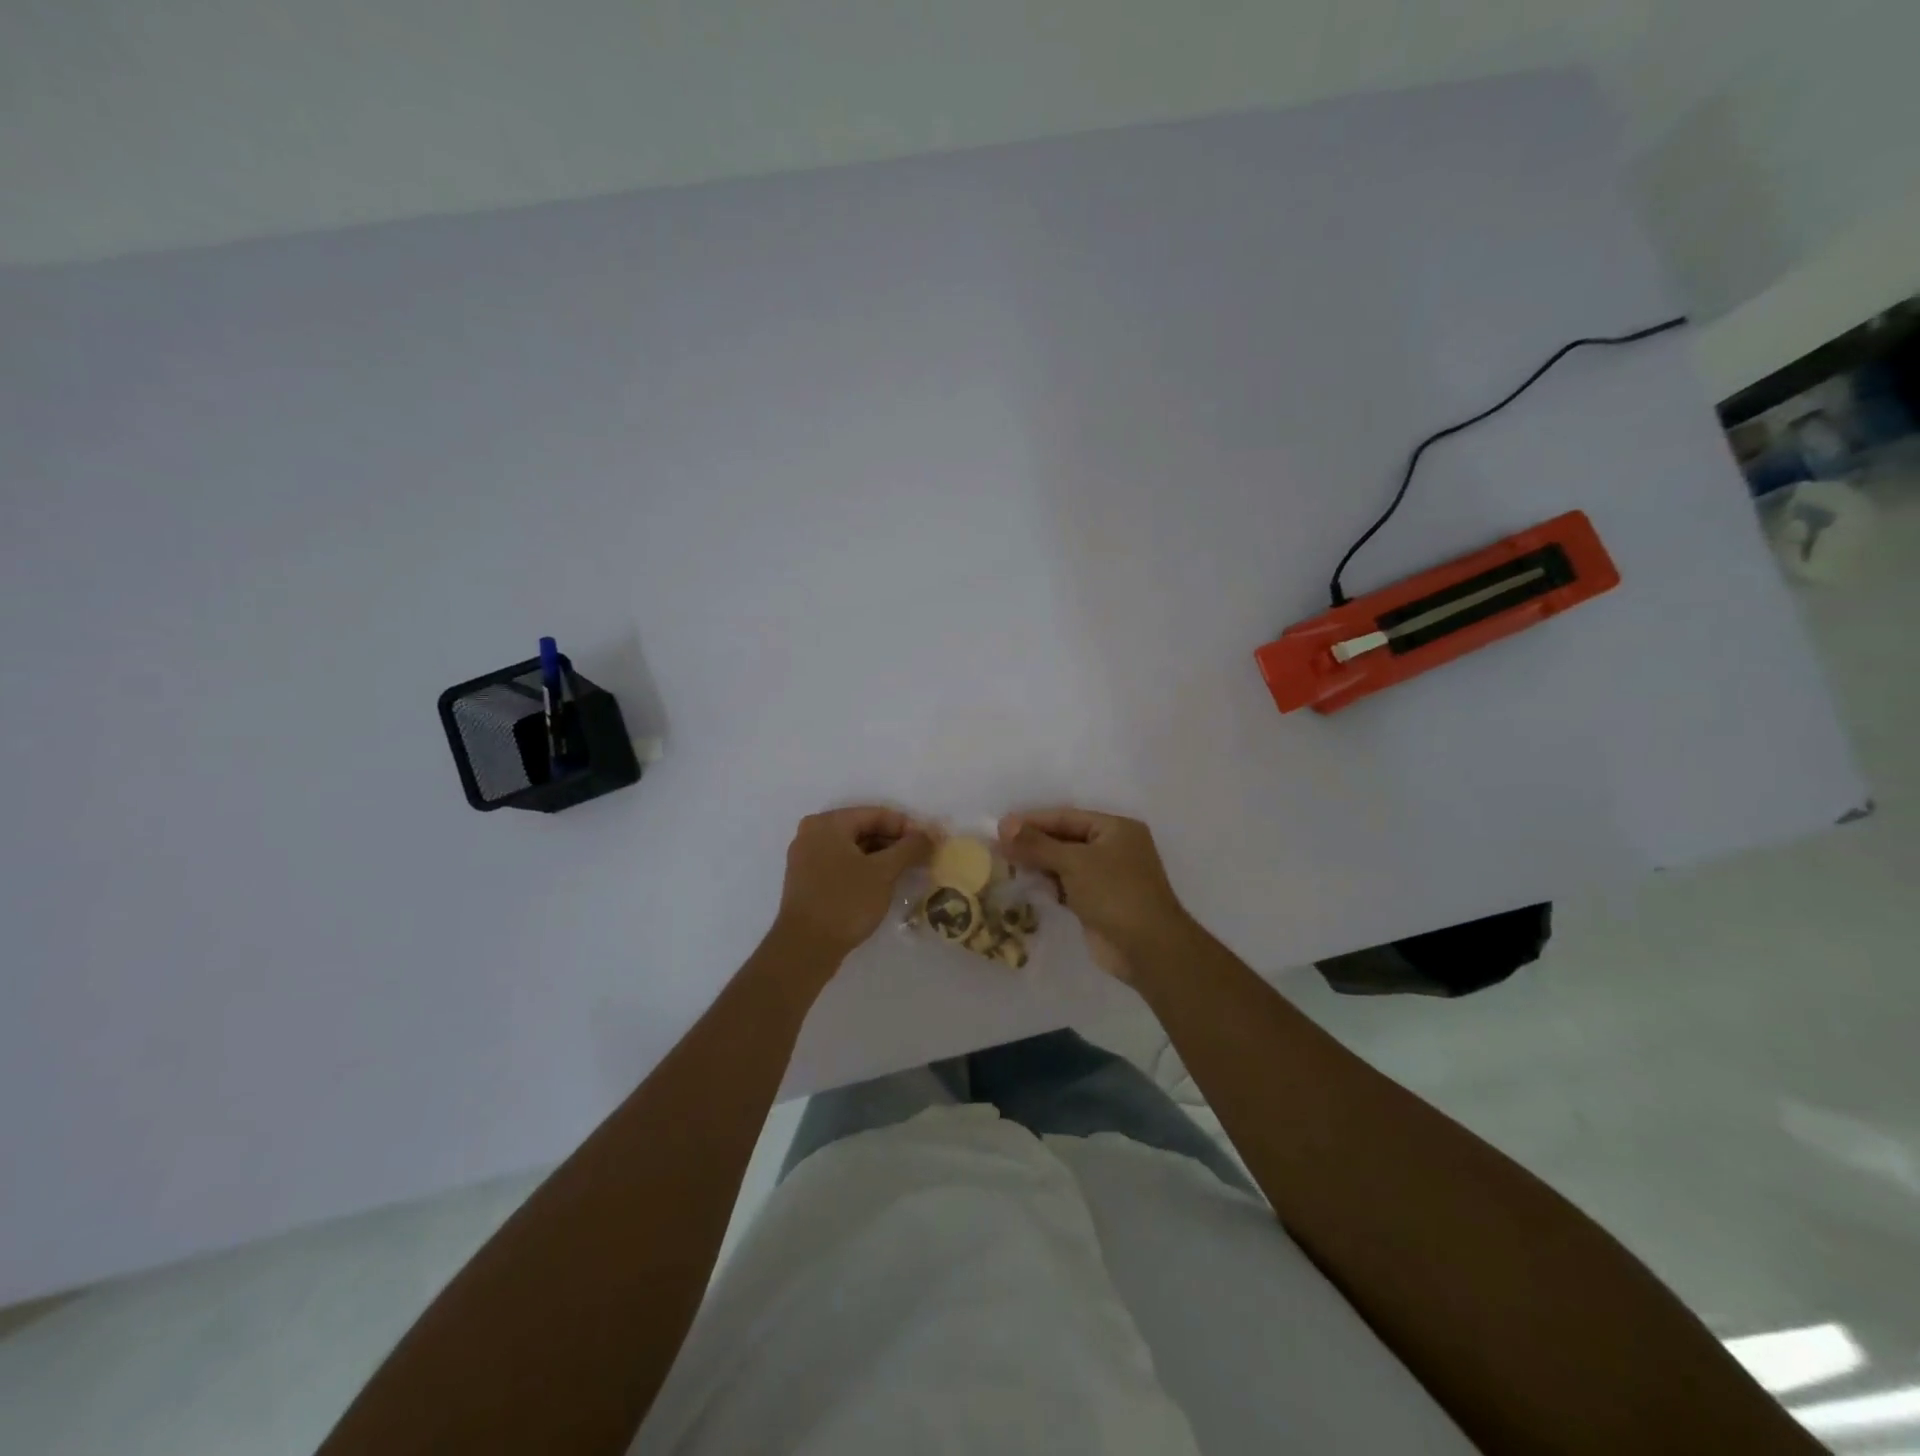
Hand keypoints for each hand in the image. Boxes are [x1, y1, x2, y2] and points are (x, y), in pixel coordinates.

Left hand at [774, 807, 931, 966]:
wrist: (805, 949)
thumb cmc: (845, 902)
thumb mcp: (883, 873)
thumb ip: (909, 848)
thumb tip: (930, 833)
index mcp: (828, 823)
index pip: (876, 814)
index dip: (907, 827)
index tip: (930, 842)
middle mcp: (812, 833)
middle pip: (864, 829)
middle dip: (894, 843)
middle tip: (922, 858)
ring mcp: (806, 857)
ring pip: (853, 848)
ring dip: (881, 857)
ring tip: (908, 871)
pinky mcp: (807, 880)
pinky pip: (842, 864)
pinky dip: (864, 869)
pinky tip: (884, 883)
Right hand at [998, 808, 1193, 982]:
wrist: (1148, 948)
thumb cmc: (1115, 893)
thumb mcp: (1074, 862)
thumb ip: (1037, 844)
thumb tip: (1004, 825)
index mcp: (1115, 828)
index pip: (1066, 817)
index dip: (1033, 821)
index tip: (1000, 826)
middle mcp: (1113, 848)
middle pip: (1065, 839)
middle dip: (1033, 844)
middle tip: (997, 847)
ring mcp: (1107, 876)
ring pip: (1065, 863)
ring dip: (1038, 864)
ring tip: (1004, 864)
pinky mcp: (1098, 902)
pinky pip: (1068, 885)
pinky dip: (1048, 884)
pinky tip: (1025, 884)